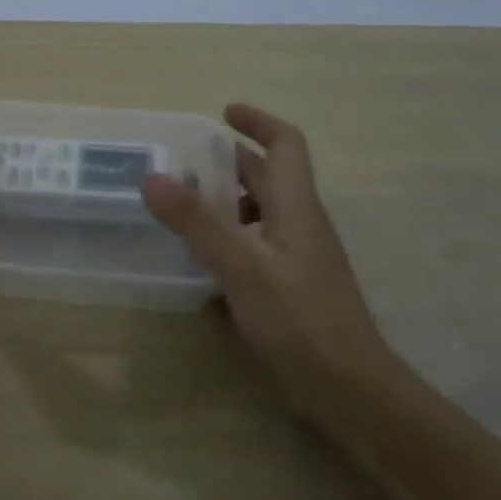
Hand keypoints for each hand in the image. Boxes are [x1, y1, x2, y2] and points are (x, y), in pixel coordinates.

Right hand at [143, 104, 397, 400]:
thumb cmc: (298, 318)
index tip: (223, 113)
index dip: (257, 121)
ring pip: (261, 213)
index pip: (285, 144)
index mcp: (297, 205)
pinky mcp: (291, 288)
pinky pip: (257, 247)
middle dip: (230, 162)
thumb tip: (153, 177)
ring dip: (227, 202)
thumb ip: (196, 222)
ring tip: (183, 209)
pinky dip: (230, 240)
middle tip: (183, 162)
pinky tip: (201, 261)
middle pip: (269, 177)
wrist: (347, 386)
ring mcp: (298, 258)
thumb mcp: (241, 266)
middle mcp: (301, 223)